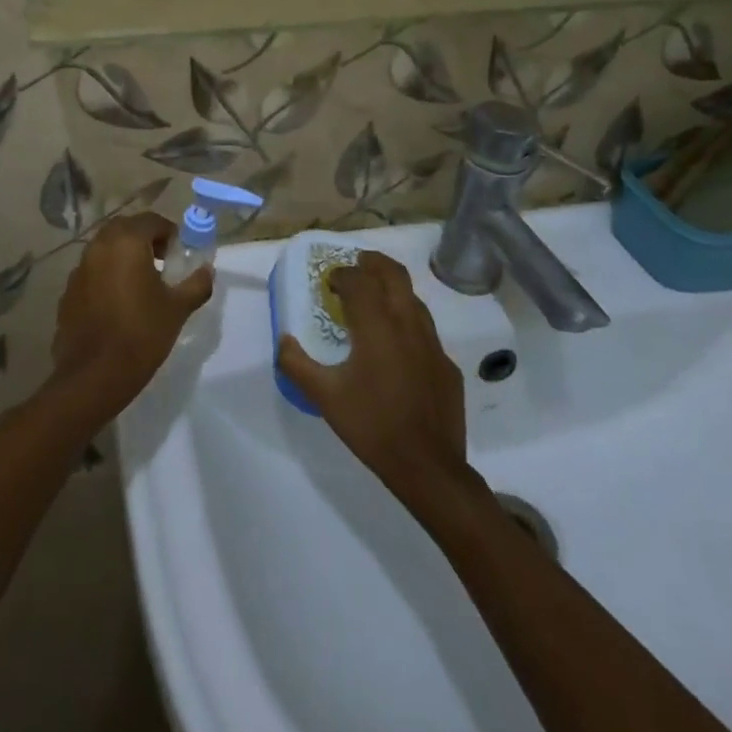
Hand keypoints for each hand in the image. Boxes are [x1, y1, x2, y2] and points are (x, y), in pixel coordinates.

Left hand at [49, 213, 211, 424]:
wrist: (93, 376)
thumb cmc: (141, 335)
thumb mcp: (177, 309)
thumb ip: (196, 284)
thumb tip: (207, 270)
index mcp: (126, 242)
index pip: (151, 220)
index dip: (169, 233)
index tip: (179, 253)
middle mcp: (99, 246)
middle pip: (125, 229)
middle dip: (145, 239)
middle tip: (162, 262)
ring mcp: (79, 268)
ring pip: (105, 249)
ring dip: (124, 256)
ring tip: (141, 283)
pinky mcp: (68, 291)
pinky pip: (92, 271)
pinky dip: (106, 275)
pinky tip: (117, 303)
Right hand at [278, 251, 472, 507]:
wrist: (429, 467)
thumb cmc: (372, 426)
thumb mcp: (324, 396)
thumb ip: (296, 364)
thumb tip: (283, 340)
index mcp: (377, 325)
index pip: (359, 280)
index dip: (342, 274)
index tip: (328, 281)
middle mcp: (408, 324)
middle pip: (394, 274)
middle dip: (373, 263)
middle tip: (357, 265)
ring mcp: (433, 344)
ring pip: (414, 300)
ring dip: (392, 290)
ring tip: (374, 301)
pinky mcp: (448, 366)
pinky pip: (426, 331)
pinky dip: (407, 323)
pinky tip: (397, 348)